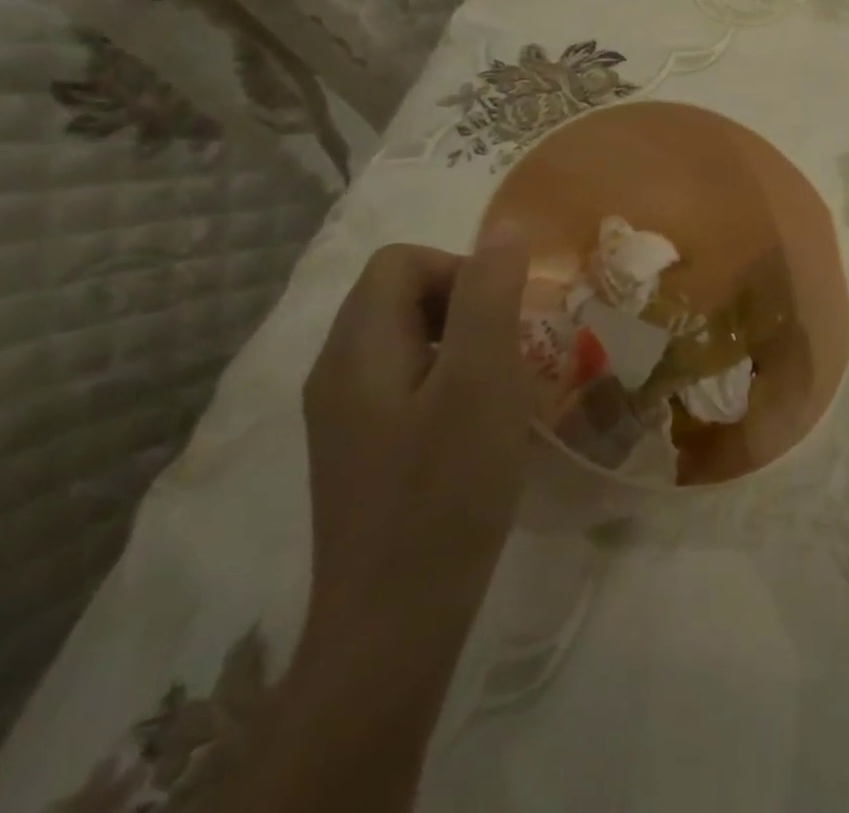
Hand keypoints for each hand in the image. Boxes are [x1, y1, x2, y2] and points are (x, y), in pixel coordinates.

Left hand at [301, 227, 537, 649]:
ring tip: (502, 388)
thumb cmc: (445, 490)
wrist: (395, 622)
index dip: (460, 270)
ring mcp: (345, 415)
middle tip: (510, 352)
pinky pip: (408, 381)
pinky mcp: (363, 449)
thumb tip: (505, 228)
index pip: (401, 262)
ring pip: (410, 339)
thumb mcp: (482, 381)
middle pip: (401, 295)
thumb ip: (490, 296)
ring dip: (465, 344)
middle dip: (467, 305)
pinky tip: (479, 426)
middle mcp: (337, 372)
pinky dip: (451, 381)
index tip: (502, 318)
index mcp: (356, 349)